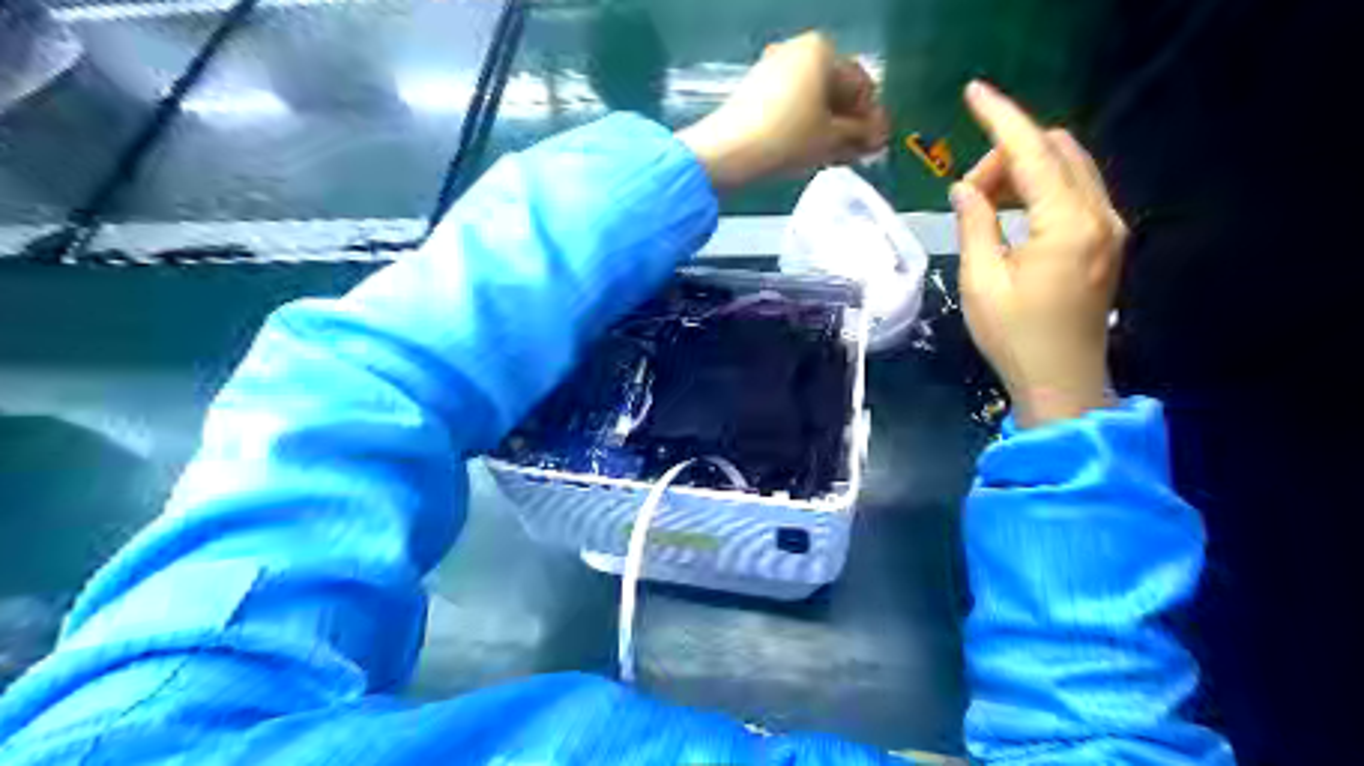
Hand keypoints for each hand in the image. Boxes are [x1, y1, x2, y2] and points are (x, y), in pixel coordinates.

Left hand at [675, 32, 889, 190]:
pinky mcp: (755, 91)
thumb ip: (860, 135)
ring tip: (836, 158)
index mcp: (822, 51)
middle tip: (859, 155)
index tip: (878, 146)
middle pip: (835, 91)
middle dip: (849, 125)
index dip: (873, 119)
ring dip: (828, 128)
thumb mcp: (831, 139)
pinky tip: (811, 151)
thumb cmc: (787, 139)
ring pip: (812, 101)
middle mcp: (797, 51)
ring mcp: (772, 69)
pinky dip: (805, 126)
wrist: (727, 152)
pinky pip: (791, 106)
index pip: (861, 85)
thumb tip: (876, 137)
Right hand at [952, 84, 1130, 430]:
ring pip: (1068, 168)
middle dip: (1008, 155)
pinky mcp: (1106, 241)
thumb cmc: (1015, 337)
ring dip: (1024, 172)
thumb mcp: (981, 281)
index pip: (1033, 151)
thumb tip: (965, 188)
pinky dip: (1041, 189)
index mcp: (1067, 223)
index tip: (973, 93)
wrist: (1062, 381)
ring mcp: (1109, 227)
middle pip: (1057, 150)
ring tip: (984, 208)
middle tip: (969, 194)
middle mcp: (1100, 214)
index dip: (1000, 118)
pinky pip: (1075, 192)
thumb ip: (974, 224)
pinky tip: (1012, 216)